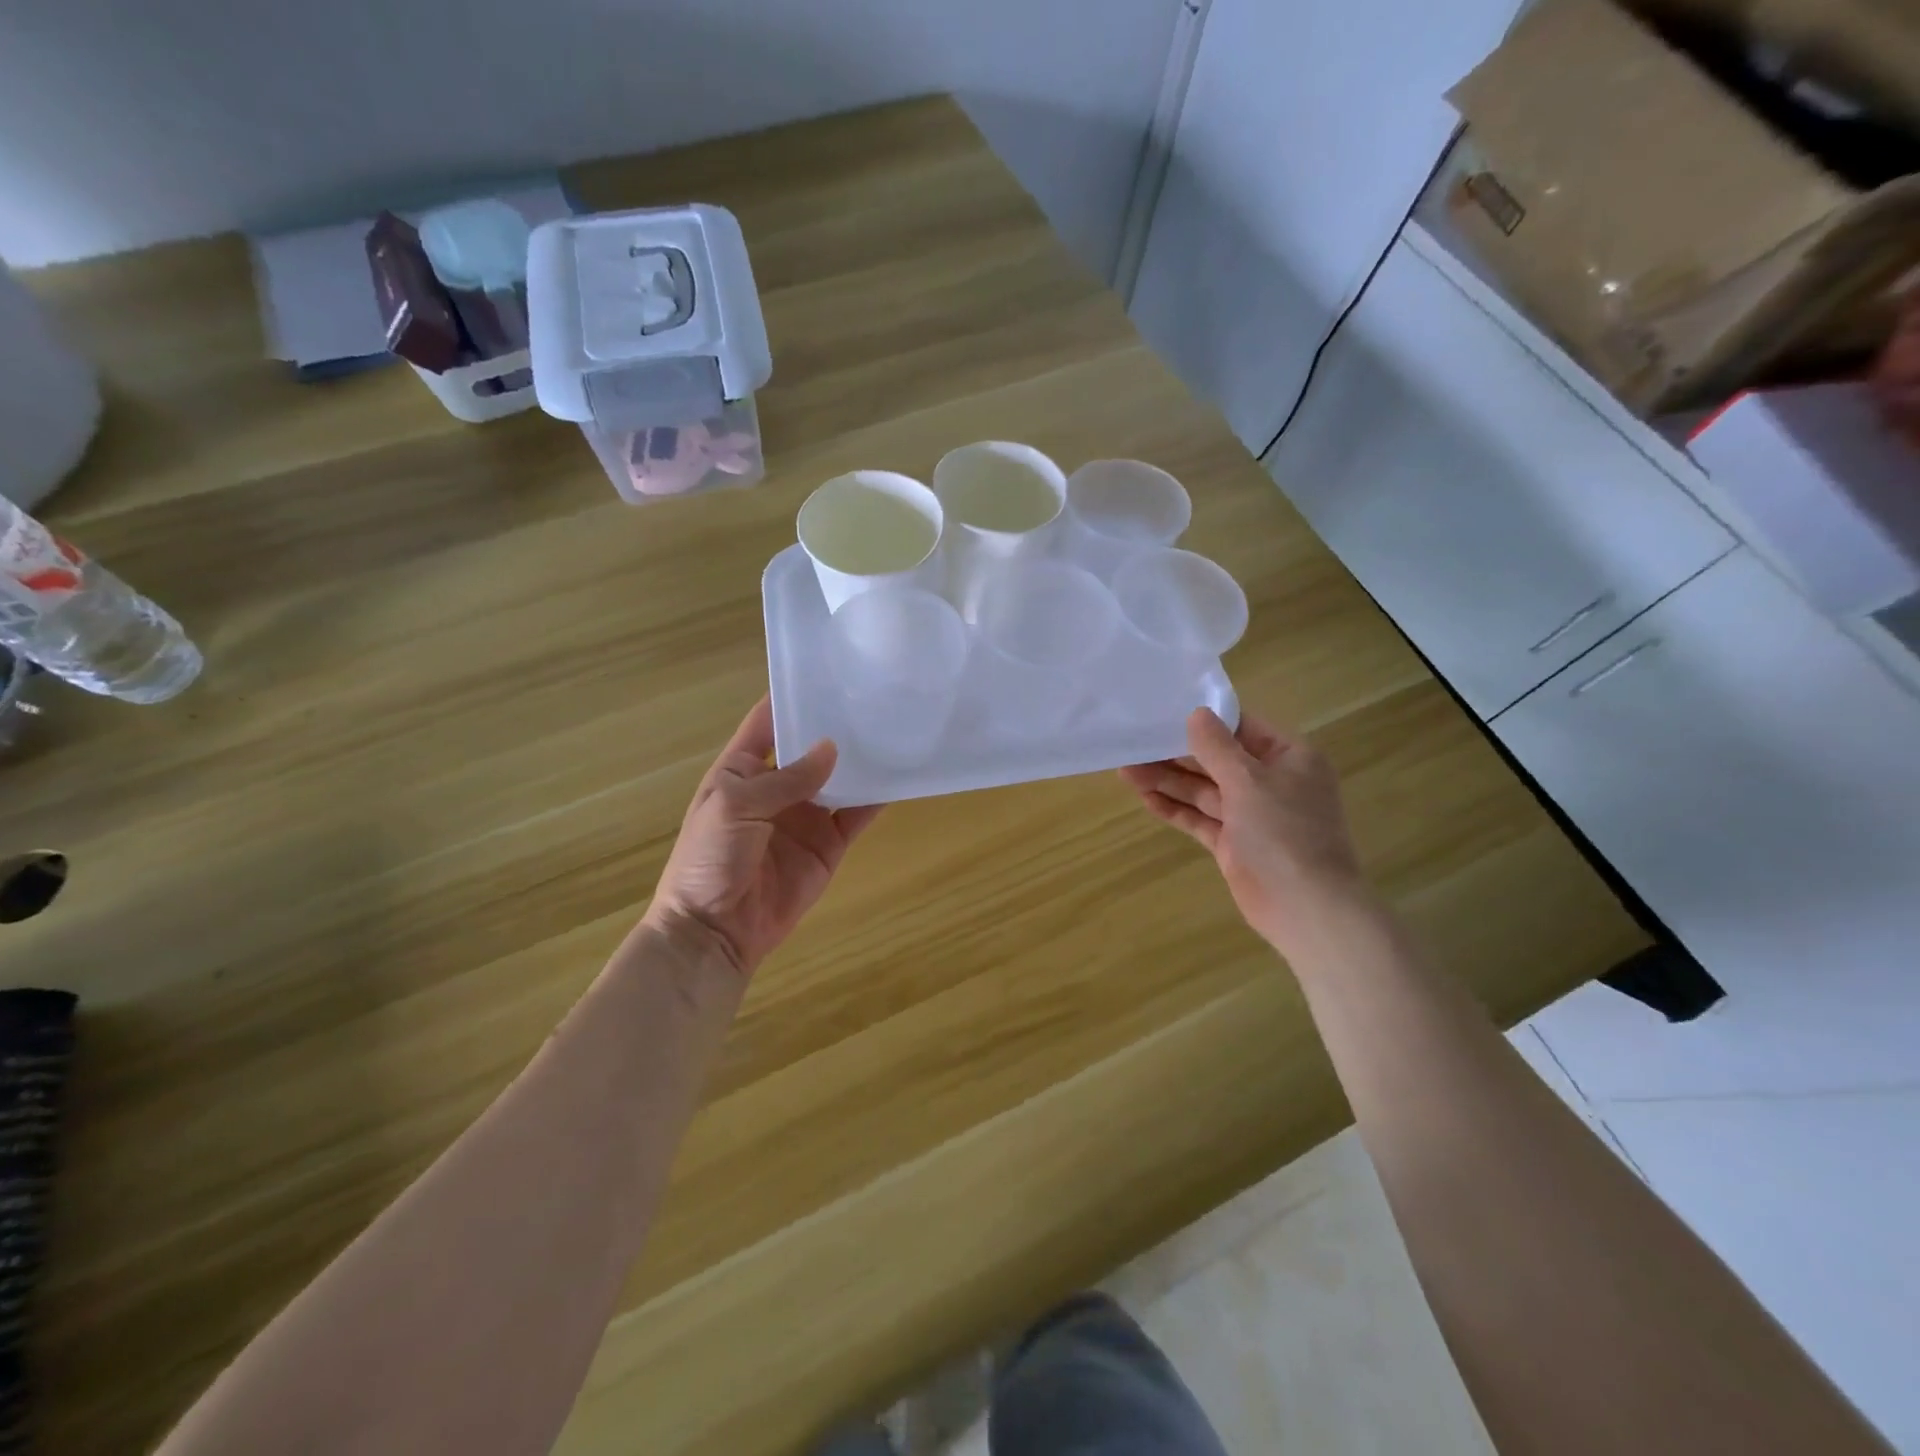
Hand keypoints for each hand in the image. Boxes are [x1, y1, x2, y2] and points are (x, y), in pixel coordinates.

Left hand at [645, 697, 880, 978]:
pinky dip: (876, 798)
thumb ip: (786, 778)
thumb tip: (831, 748)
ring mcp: (806, 816)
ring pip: (839, 779)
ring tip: (894, 728)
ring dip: (861, 760)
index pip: (768, 722)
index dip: (792, 697)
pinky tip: (899, 776)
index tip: (827, 671)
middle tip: (874, 696)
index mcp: (742, 769)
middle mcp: (776, 786)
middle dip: (836, 726)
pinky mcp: (829, 845)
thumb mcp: (736, 806)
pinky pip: (856, 815)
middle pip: (811, 748)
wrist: (715, 931)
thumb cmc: (710, 859)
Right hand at [1119, 708, 1368, 954]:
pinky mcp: (1234, 844)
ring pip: (1204, 790)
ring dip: (1168, 781)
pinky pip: (1201, 819)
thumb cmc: (1284, 833)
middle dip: (1177, 754)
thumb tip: (1196, 714)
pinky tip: (1145, 799)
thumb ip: (1217, 747)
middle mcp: (1271, 782)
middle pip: (1217, 760)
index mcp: (1289, 757)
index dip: (1204, 720)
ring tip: (1126, 770)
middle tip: (1134, 744)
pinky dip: (1175, 809)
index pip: (1241, 728)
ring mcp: (1252, 815)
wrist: (1306, 908)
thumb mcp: (1249, 780)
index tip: (1165, 712)